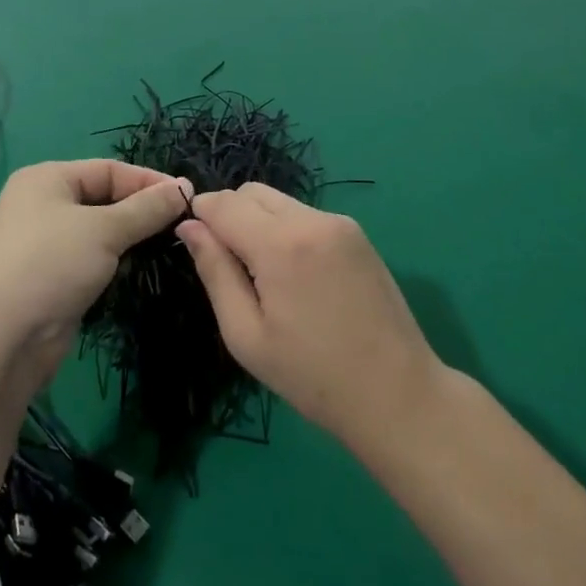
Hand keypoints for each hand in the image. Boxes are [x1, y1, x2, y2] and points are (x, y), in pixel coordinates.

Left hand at [0, 160, 192, 383]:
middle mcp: (41, 205)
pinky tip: (133, 273)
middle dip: (141, 211)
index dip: (149, 181)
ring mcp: (42, 244)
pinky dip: (111, 263)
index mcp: (47, 179)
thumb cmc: (49, 266)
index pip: (109, 169)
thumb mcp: (104, 231)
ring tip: (165, 247)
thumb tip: (185, 187)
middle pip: (104, 198)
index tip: (188, 198)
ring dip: (128, 239)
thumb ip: (147, 208)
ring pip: (98, 232)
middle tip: (182, 225)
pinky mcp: (47, 280)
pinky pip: (88, 260)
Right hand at [178, 184, 443, 452]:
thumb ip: (215, 272)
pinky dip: (286, 229)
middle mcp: (311, 219)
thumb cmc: (311, 376)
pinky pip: (305, 215)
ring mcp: (339, 223)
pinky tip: (295, 275)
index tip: (192, 241)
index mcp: (281, 244)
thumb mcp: (246, 334)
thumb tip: (189, 227)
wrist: (396, 393)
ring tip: (263, 274)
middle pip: (252, 192)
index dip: (200, 214)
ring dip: (258, 221)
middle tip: (228, 264)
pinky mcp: (357, 233)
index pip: (224, 203)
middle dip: (229, 214)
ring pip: (279, 201)